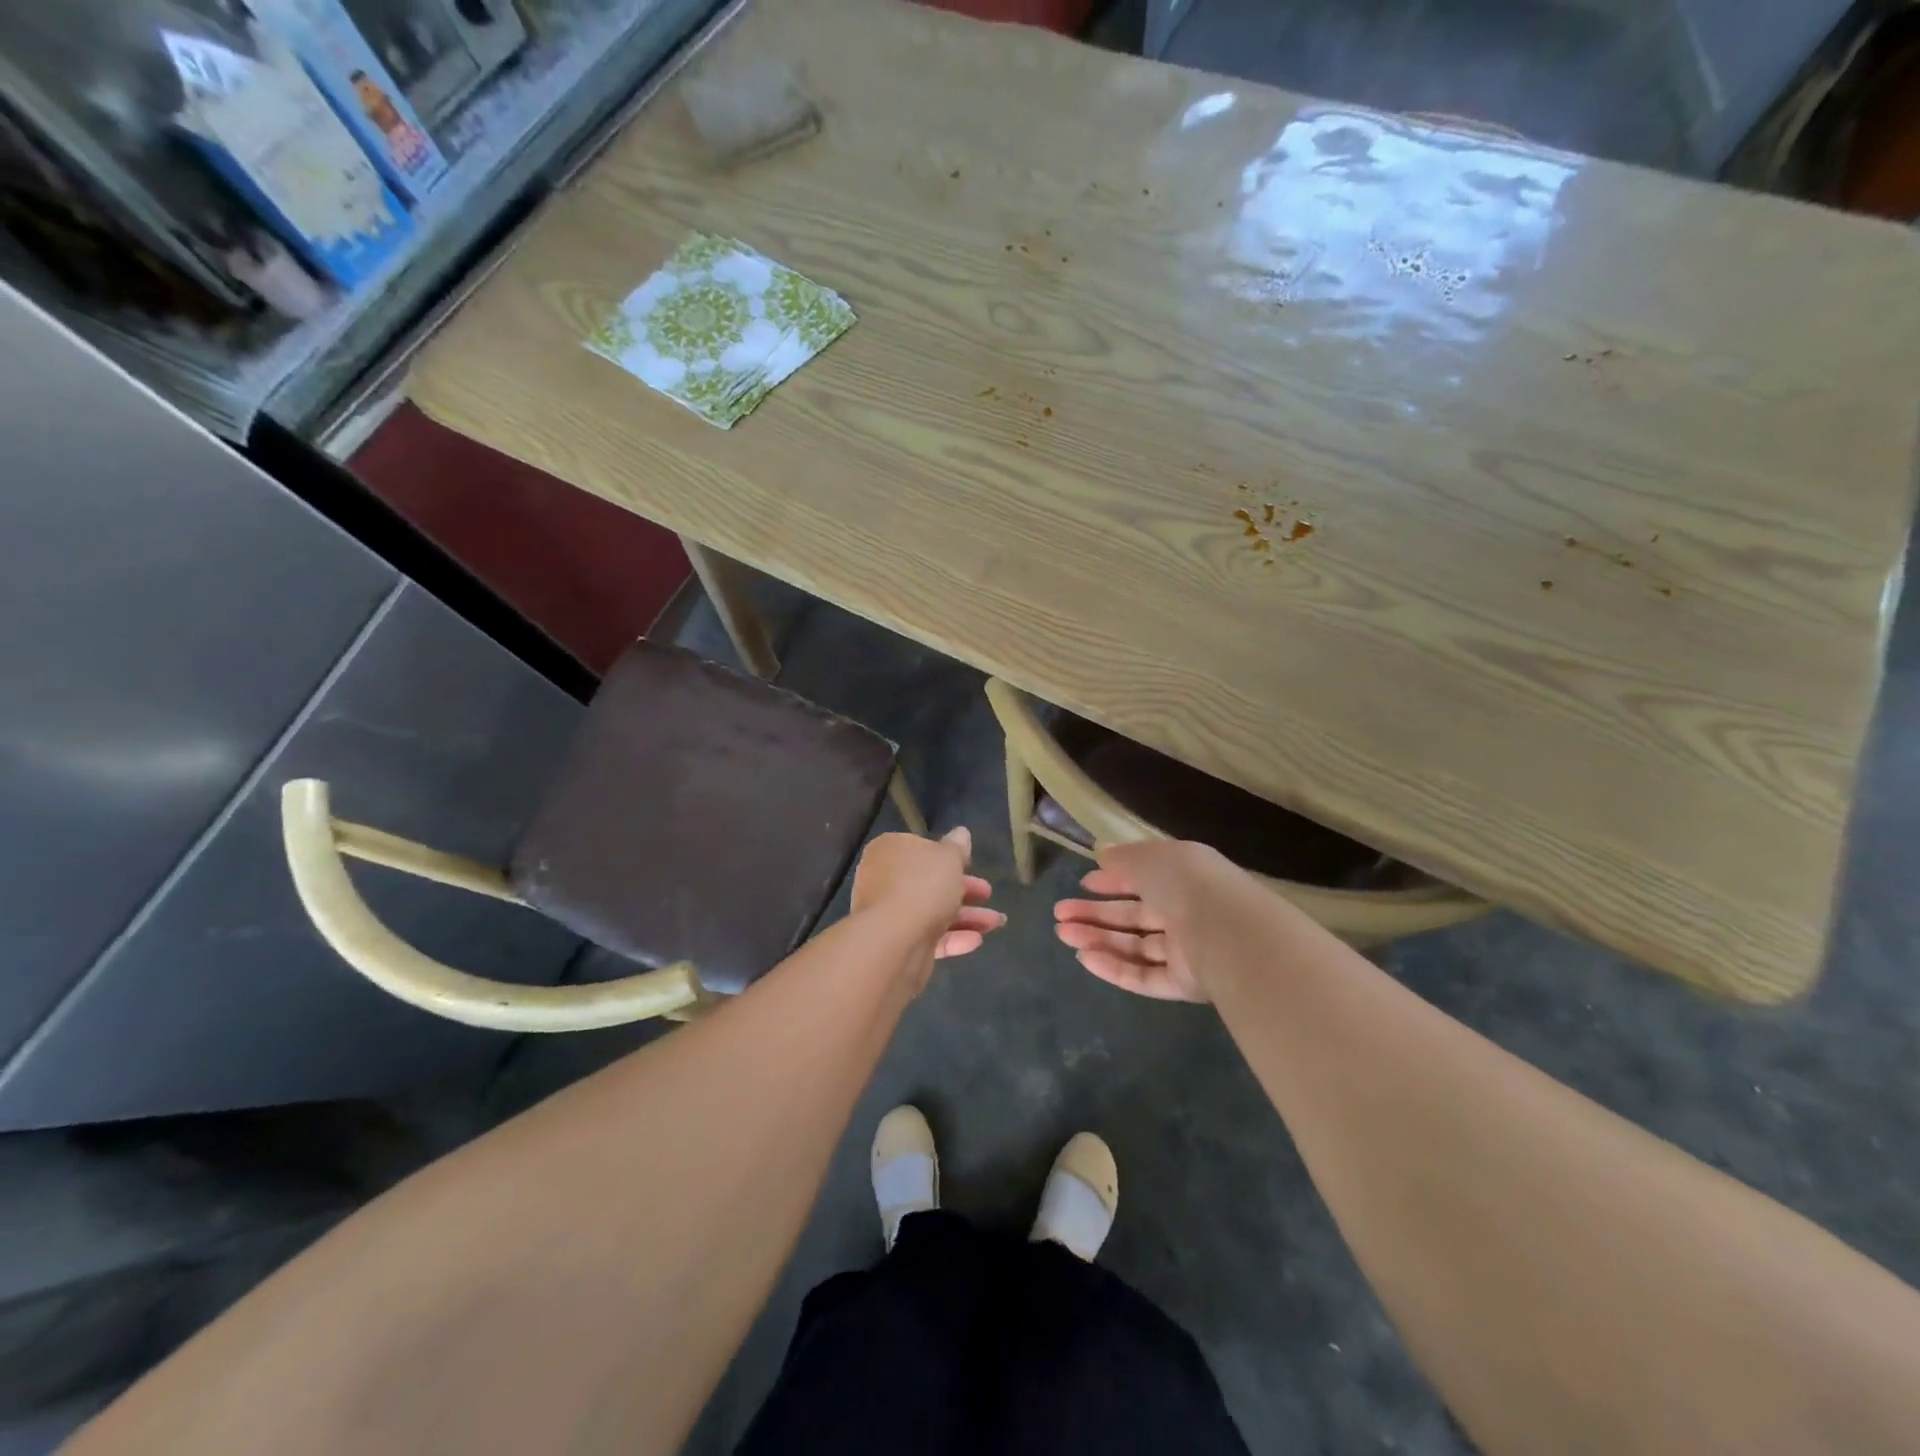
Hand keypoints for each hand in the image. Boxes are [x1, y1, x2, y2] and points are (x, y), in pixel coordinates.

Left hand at [852, 827, 1003, 966]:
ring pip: (932, 911)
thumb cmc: (923, 885)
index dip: (947, 857)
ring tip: (996, 922)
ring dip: (967, 916)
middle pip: (929, 882)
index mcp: (890, 851)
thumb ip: (957, 846)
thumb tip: (961, 833)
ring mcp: (889, 914)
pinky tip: (977, 940)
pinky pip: (928, 936)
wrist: (895, 940)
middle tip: (987, 893)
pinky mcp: (897, 943)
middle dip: (964, 889)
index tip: (970, 864)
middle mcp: (884, 880)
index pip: (920, 848)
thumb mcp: (949, 857)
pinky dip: (953, 937)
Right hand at [1053, 840, 1226, 1001]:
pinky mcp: (1185, 984)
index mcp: (1185, 877)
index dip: (1114, 881)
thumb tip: (1102, 854)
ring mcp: (1187, 951)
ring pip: (1135, 946)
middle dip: (1095, 913)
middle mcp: (1187, 913)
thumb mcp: (1151, 858)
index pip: (1145, 878)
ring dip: (1098, 939)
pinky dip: (1114, 967)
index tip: (1084, 883)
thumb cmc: (1188, 885)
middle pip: (1134, 915)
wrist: (1229, 936)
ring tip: (1063, 934)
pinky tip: (1084, 958)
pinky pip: (1144, 975)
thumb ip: (1124, 858)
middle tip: (1060, 914)